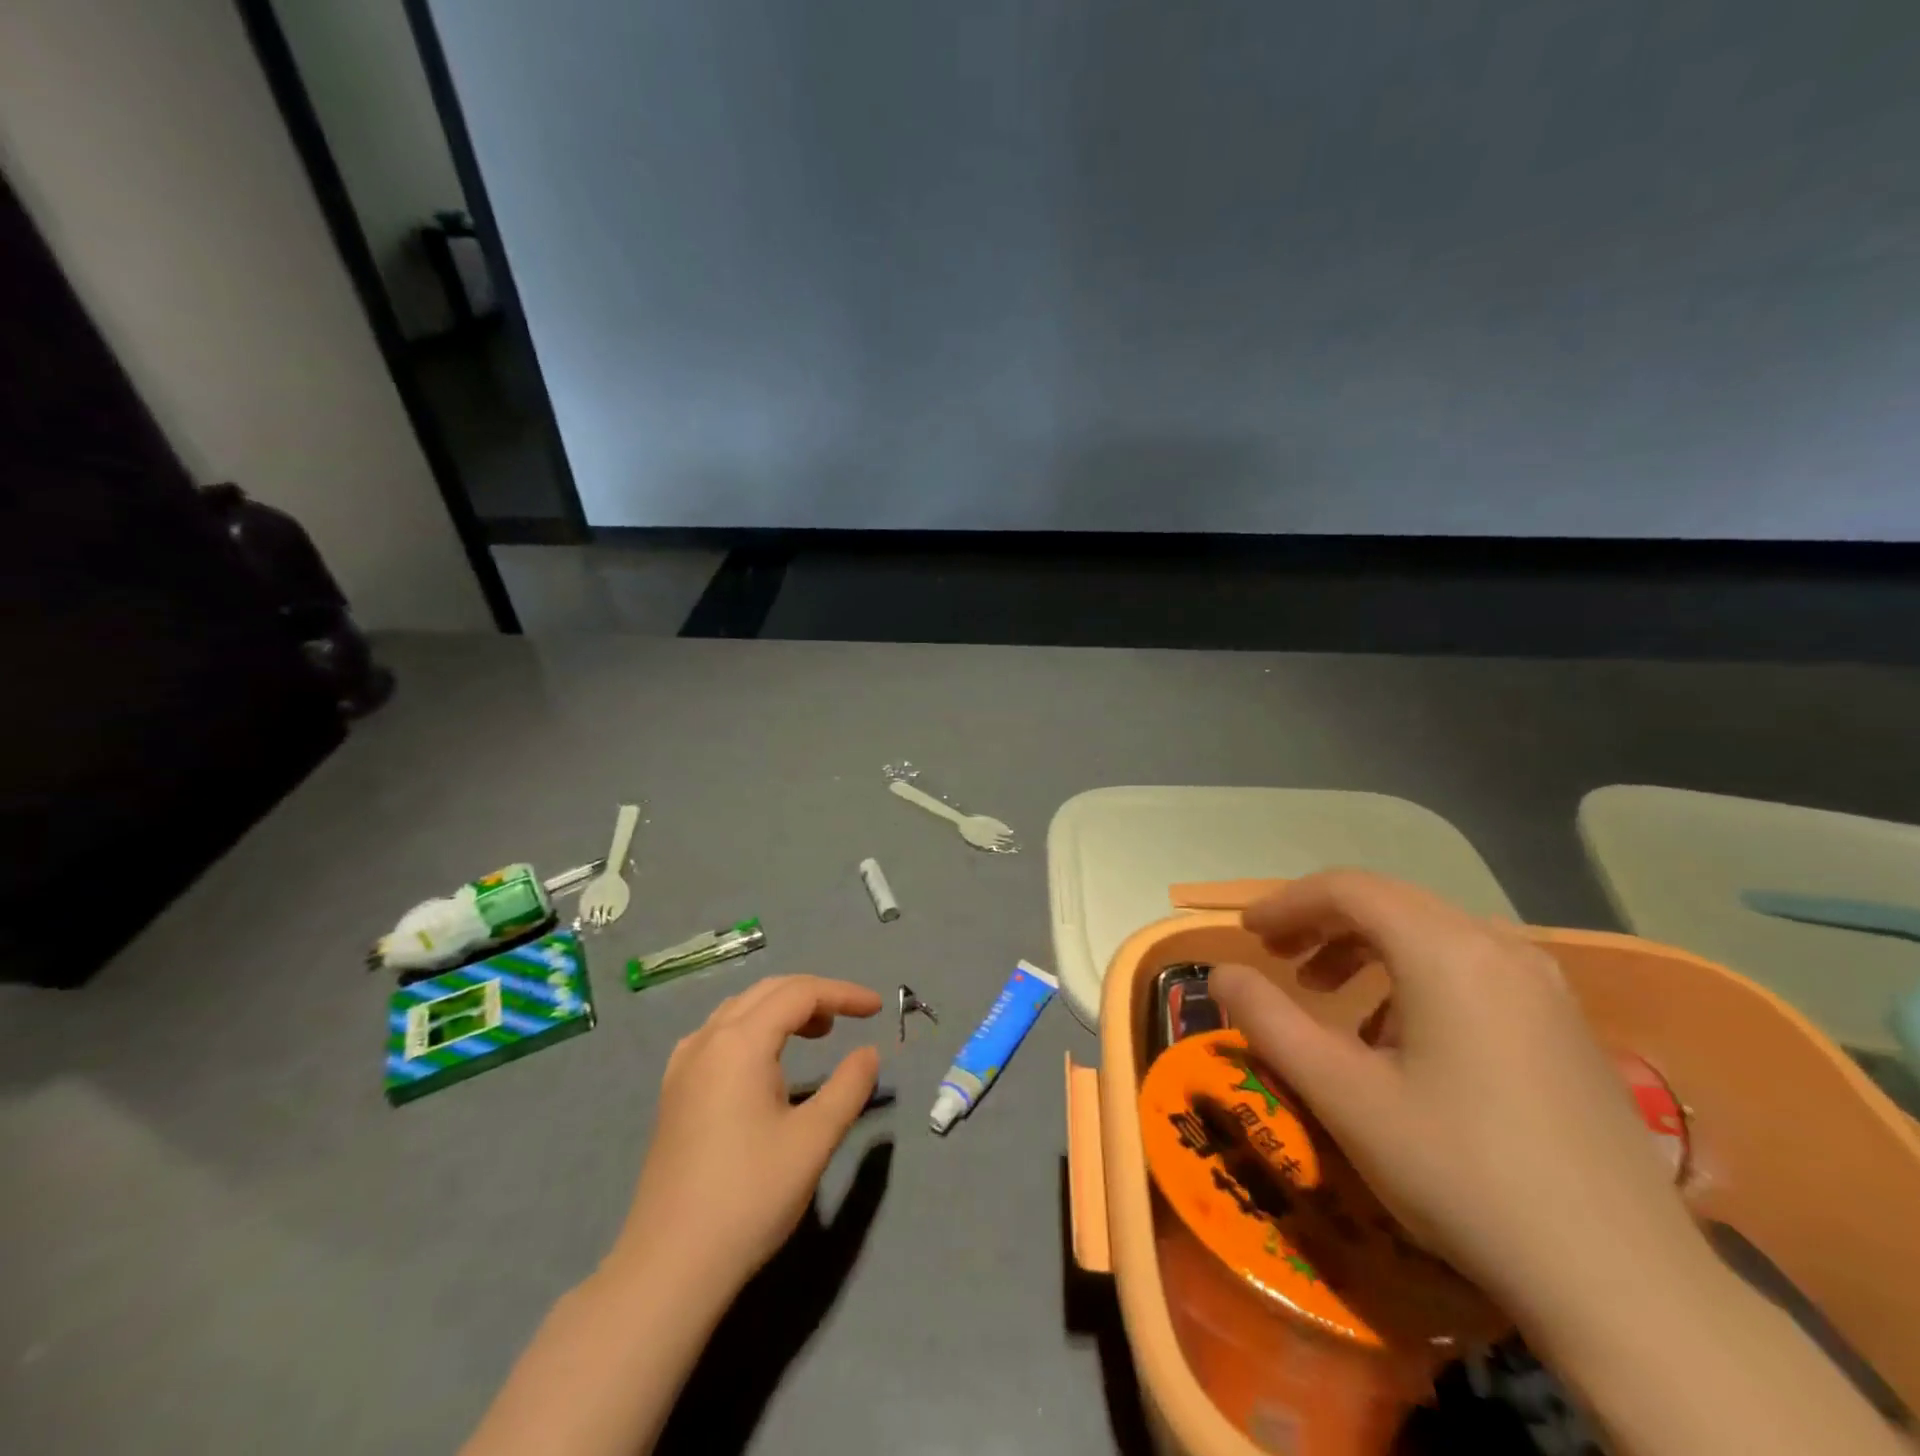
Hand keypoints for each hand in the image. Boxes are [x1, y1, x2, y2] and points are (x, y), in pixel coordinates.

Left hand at [610, 976, 881, 1293]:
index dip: (843, 993)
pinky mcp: (674, 1093)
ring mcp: (684, 1066)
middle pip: (768, 992)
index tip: (877, 1009)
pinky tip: (764, 1062)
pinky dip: (753, 1029)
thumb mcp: (814, 1140)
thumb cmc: (749, 1197)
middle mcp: (708, 1040)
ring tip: (817, 1034)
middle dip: (814, 995)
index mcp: (740, 1042)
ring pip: (740, 1010)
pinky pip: (719, 1035)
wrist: (670, 1267)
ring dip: (782, 1010)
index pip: (800, 993)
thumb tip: (869, 1052)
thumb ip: (849, 1086)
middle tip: (851, 1017)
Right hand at [1210, 871, 1702, 1323]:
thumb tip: (1221, 975)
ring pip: (1431, 932)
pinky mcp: (1563, 1023)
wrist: (1626, 1285)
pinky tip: (1399, 1036)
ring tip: (1328, 994)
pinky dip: (1413, 974)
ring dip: (1366, 946)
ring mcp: (1542, 984)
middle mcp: (1499, 947)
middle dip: (1322, 921)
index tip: (1247, 934)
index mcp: (1446, 951)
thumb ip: (1269, 1021)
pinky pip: (1470, 966)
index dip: (1287, 903)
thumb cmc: (1462, 1172)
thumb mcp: (1342, 1095)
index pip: (1349, 889)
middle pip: (1390, 902)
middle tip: (1277, 957)